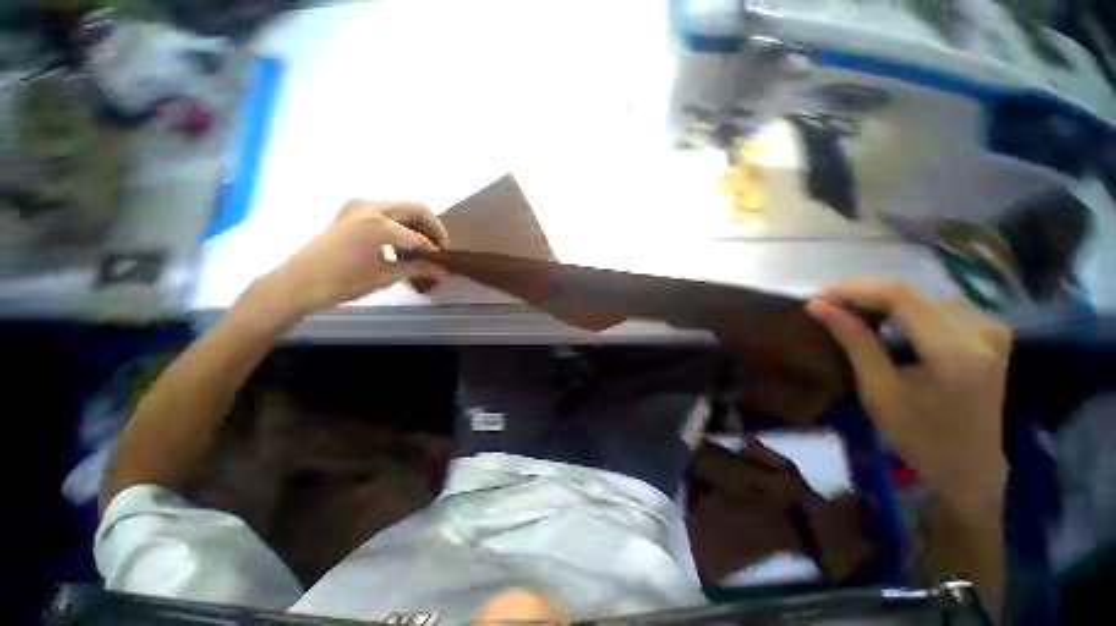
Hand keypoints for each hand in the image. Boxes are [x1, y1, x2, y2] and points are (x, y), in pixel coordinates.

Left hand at [252, 201, 449, 322]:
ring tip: (421, 250)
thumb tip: (443, 270)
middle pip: (416, 209)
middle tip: (440, 250)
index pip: (420, 237)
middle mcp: (371, 206)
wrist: (296, 283)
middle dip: (433, 229)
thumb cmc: (342, 282)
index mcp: (380, 223)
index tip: (445, 263)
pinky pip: (386, 213)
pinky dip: (400, 226)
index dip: (436, 251)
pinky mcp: (350, 212)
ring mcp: (358, 206)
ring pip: (401, 209)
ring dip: (416, 226)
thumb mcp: (385, 276)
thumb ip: (418, 268)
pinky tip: (400, 246)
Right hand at [806, 279, 1011, 512]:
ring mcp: (990, 327)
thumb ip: (854, 341)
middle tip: (827, 307)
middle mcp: (979, 329)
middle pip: (910, 291)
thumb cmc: (920, 438)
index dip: (852, 290)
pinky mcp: (990, 331)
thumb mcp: (878, 391)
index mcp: (954, 350)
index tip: (816, 299)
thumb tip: (818, 306)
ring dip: (880, 300)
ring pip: (921, 294)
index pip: (898, 295)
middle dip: (862, 294)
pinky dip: (903, 309)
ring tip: (849, 314)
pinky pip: (937, 305)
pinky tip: (884, 322)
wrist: (970, 468)